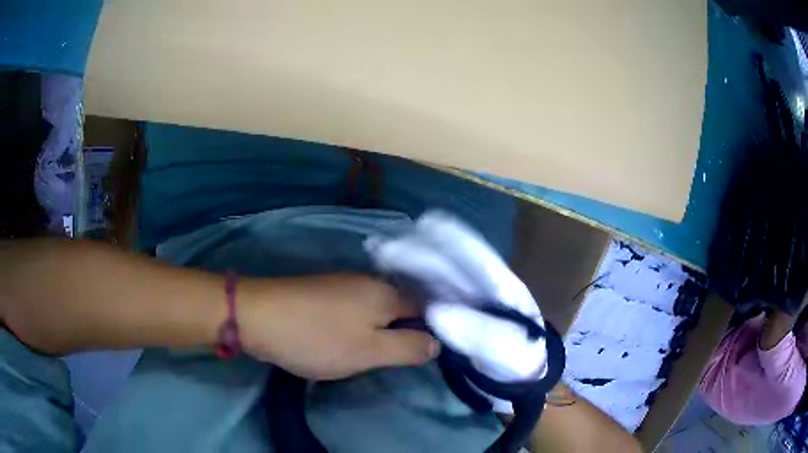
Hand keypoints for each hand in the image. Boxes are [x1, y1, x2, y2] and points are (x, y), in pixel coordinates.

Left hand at [238, 274, 439, 379]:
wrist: (258, 316)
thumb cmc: (318, 339)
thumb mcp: (370, 352)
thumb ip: (408, 348)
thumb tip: (437, 342)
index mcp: (387, 292)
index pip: (426, 307)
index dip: (431, 329)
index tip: (423, 354)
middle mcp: (369, 280)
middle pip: (401, 307)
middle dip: (402, 332)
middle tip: (394, 359)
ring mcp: (343, 282)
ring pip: (375, 308)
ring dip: (379, 329)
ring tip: (370, 353)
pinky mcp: (322, 289)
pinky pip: (354, 307)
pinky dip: (358, 323)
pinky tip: (346, 337)